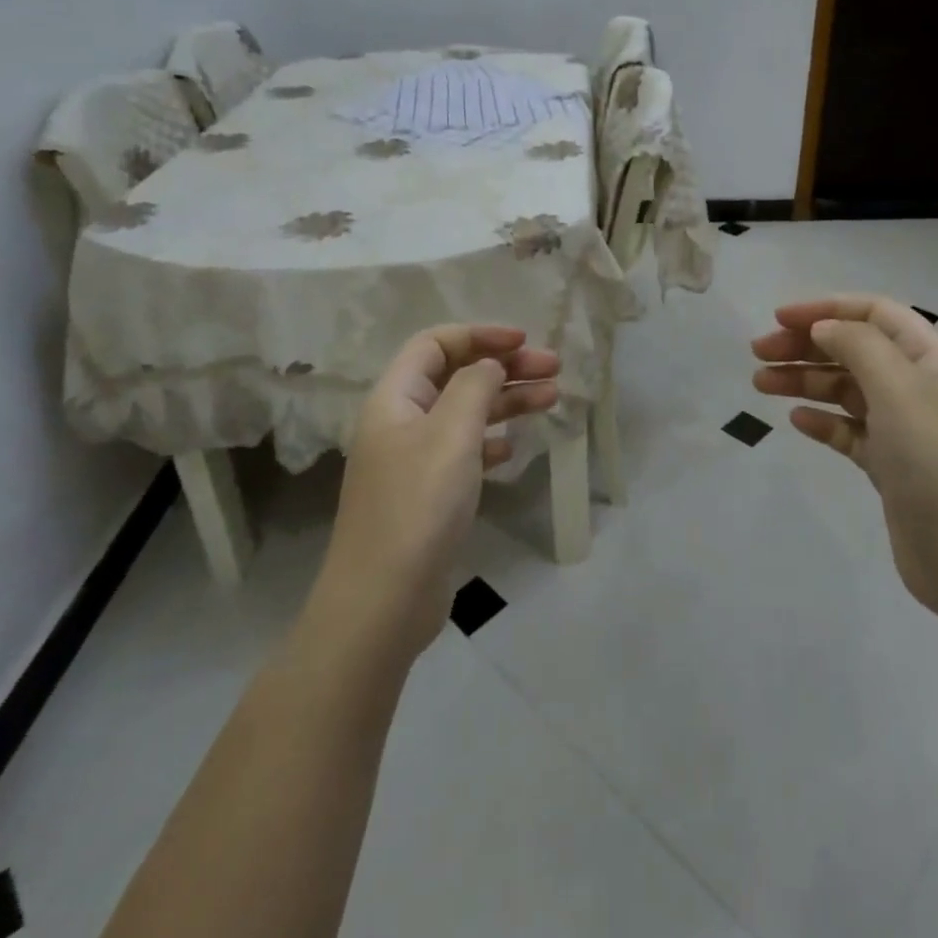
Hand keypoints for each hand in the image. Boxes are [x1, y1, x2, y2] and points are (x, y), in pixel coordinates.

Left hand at [320, 326, 558, 656]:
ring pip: (465, 413)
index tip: (523, 342)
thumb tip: (489, 365)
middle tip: (554, 369)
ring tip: (553, 397)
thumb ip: (474, 387)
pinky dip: (491, 441)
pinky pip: (464, 451)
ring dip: (506, 401)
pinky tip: (514, 448)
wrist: (383, 602)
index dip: (480, 335)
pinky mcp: (428, 494)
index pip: (435, 344)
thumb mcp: (451, 434)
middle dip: (505, 367)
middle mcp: (401, 422)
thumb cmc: (418, 505)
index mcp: (395, 398)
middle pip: (456, 376)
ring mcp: (413, 460)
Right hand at [752, 295, 937, 619]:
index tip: (778, 318)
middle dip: (806, 345)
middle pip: (855, 349)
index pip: (874, 312)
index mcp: (931, 356)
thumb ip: (857, 345)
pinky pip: (849, 431)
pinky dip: (822, 421)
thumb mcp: (899, 387)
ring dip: (804, 381)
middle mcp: (919, 385)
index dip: (826, 308)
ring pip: (846, 390)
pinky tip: (797, 421)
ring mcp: (906, 428)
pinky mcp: (892, 466)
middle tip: (758, 354)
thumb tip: (823, 327)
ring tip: (760, 384)